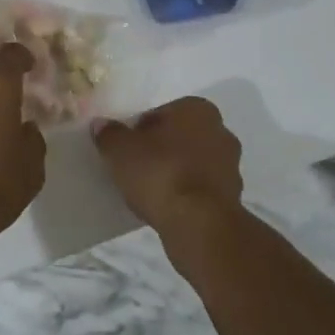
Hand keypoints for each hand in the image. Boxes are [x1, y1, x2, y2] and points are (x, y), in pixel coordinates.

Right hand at [92, 97, 242, 236]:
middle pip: (181, 137)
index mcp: (197, 109)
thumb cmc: (160, 173)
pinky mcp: (232, 197)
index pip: (163, 112)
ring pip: (193, 163)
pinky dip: (186, 195)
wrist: (198, 224)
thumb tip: (102, 125)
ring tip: (149, 190)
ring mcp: (231, 166)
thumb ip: (110, 134)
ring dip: (176, 172)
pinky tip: (166, 207)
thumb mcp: (120, 150)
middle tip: (136, 166)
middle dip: (162, 149)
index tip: (127, 146)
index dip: (141, 128)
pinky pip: (200, 189)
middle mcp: (220, 131)